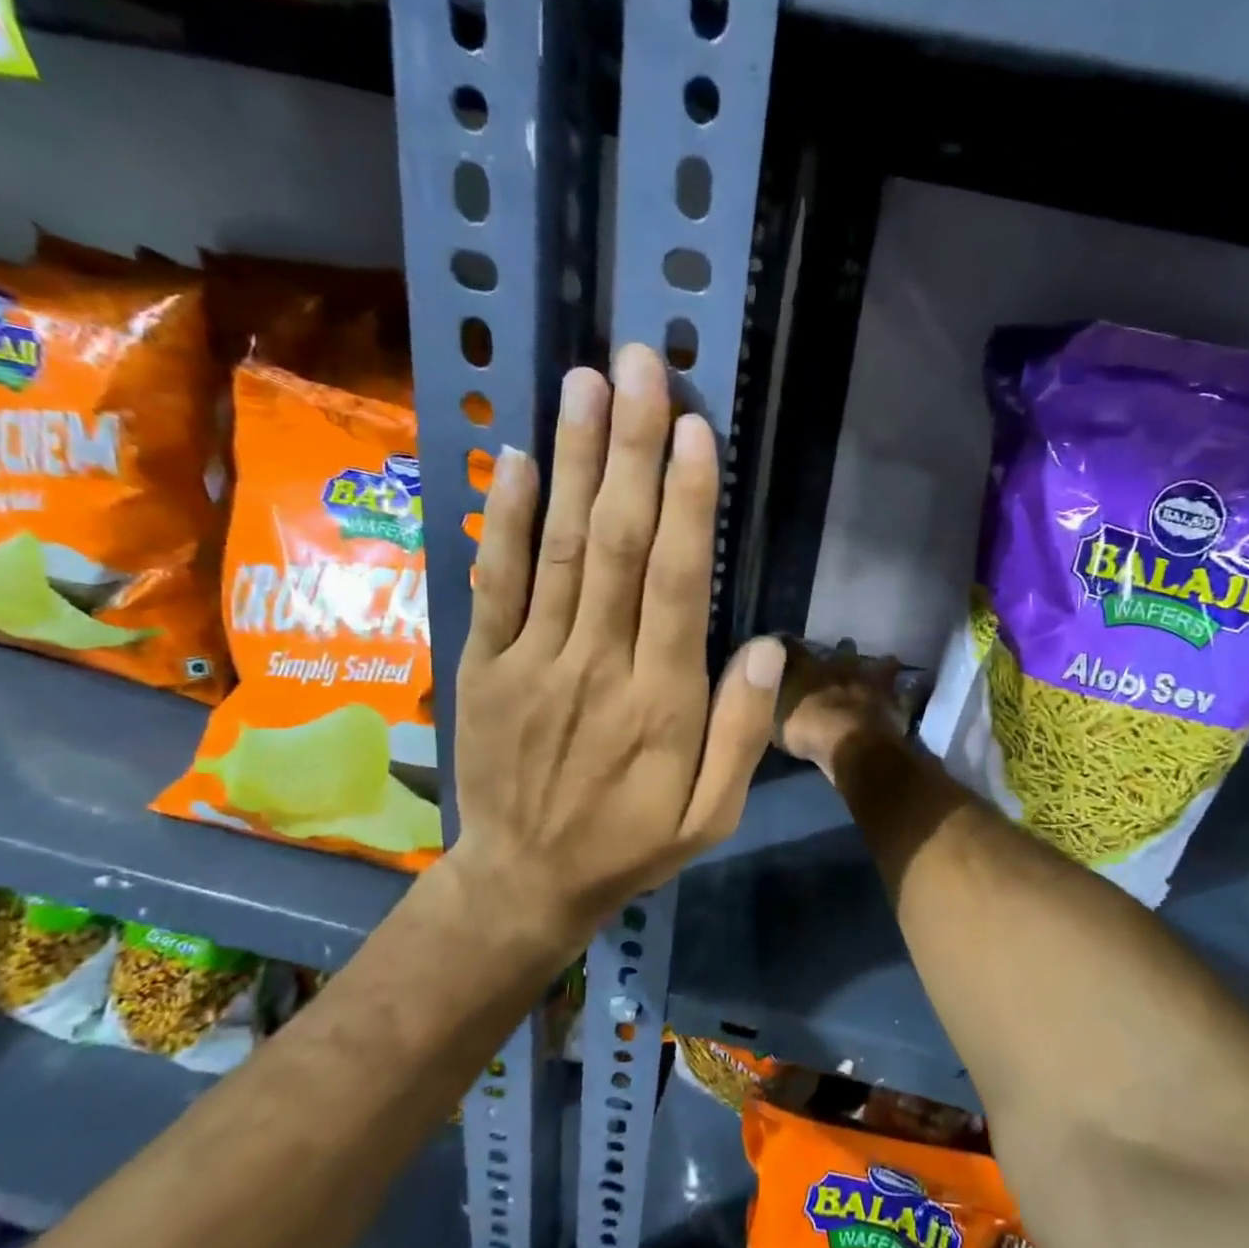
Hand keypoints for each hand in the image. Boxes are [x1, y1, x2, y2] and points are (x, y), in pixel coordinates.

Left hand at [447, 344, 786, 943]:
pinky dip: (504, 518)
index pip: (676, 585)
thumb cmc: (631, 843)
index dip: (686, 504)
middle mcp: (596, 667)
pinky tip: (516, 457)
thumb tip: (765, 645)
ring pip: (556, 548)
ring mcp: (532, 661)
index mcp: (661, 703)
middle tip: (642, 367)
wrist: (525, 880)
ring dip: (572, 461)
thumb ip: (742, 733)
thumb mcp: (712, 815)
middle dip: (631, 450)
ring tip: (585, 384)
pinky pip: (494, 582)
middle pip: (615, 544)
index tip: (694, 429)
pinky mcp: (484, 664)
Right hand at [774, 638, 910, 778]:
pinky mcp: (897, 704)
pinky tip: (910, 693)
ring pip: (881, 665)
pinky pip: (907, 695)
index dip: (790, 645)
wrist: (851, 744)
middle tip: (844, 649)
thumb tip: (761, 677)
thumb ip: (769, 696)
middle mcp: (844, 668)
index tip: (786, 642)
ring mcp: (874, 684)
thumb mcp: (774, 715)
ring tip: (886, 663)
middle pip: (845, 651)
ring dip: (882, 665)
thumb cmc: (806, 728)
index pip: (795, 648)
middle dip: (843, 650)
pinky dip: (908, 694)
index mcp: (812, 668)